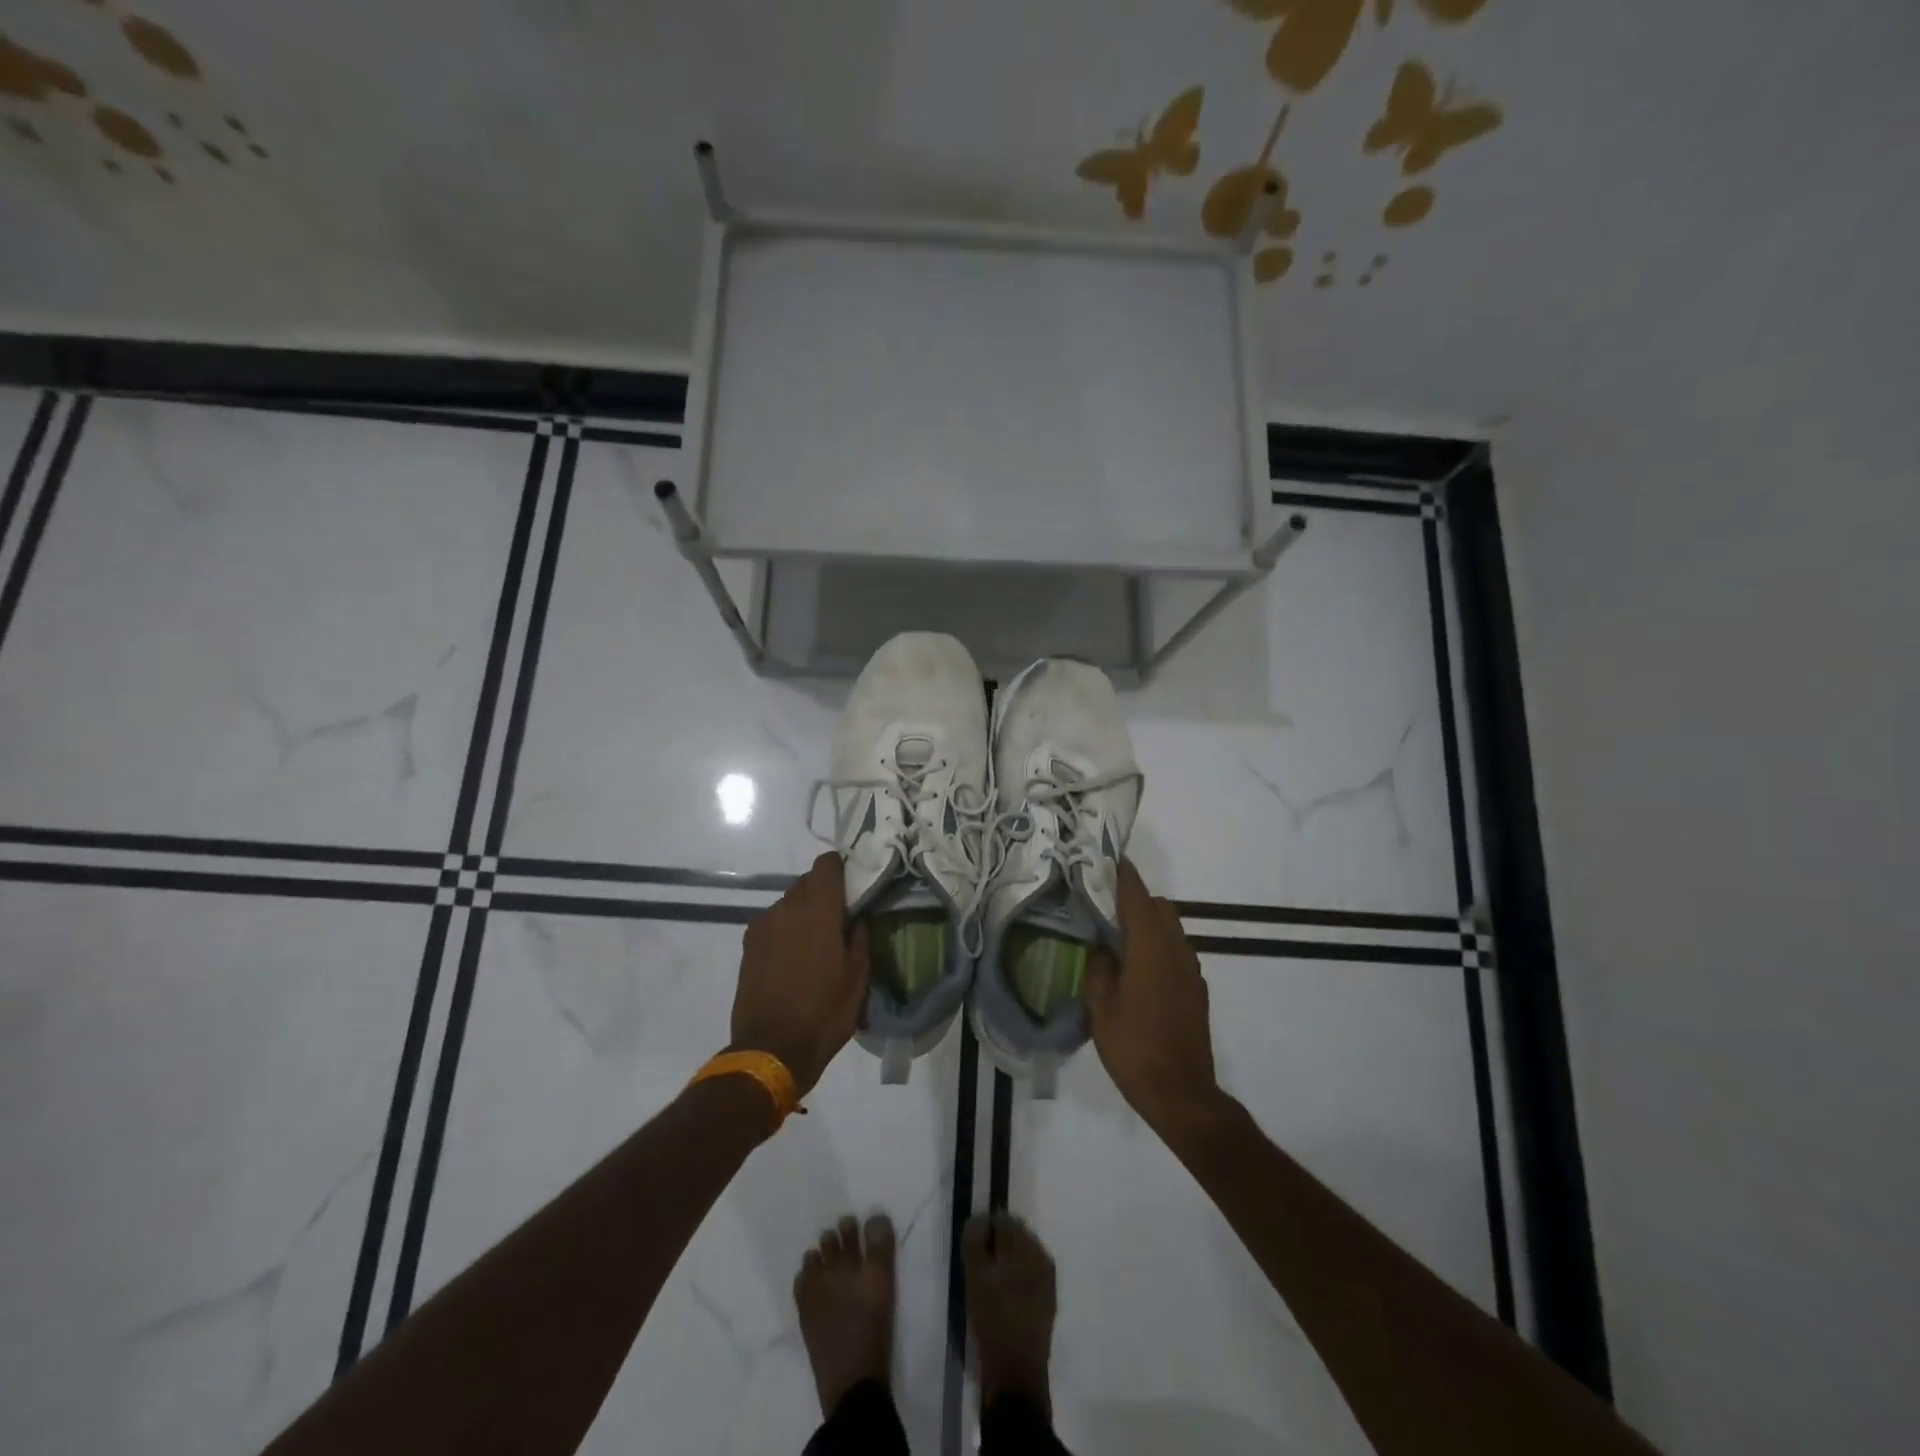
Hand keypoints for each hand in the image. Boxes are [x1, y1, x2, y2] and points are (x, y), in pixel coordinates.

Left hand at [730, 852, 869, 1095]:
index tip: (853, 887)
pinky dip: (785, 931)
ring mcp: (762, 926)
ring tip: (815, 945)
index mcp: (817, 909)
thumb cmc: (824, 1012)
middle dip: (824, 894)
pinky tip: (794, 960)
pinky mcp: (747, 946)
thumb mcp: (858, 977)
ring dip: (803, 913)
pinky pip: (773, 924)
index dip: (841, 869)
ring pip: (788, 904)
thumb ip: (860, 937)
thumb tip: (857, 917)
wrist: (771, 1051)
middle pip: (807, 882)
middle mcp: (786, 908)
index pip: (827, 864)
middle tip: (839, 920)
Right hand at [1086, 860, 1222, 1139]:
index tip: (1109, 857)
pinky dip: (1158, 946)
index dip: (1122, 875)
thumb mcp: (1100, 1006)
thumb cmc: (1133, 1046)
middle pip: (1158, 907)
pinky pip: (1176, 952)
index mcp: (1150, 946)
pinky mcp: (1196, 990)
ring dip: (1147, 924)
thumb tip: (1102, 949)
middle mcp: (1176, 949)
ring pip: (1170, 929)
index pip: (1136, 896)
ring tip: (1118, 939)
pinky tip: (1137, 970)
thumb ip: (1099, 967)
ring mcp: (1191, 970)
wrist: (1181, 1092)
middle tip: (1104, 907)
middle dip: (1134, 899)